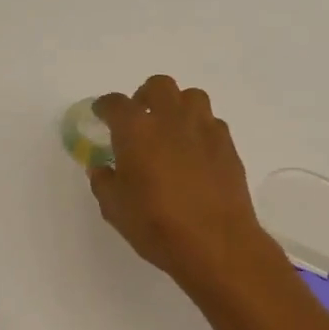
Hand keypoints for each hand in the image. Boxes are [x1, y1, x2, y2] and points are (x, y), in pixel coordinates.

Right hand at [89, 77, 273, 294]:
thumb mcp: (115, 208)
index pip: (115, 104)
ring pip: (191, 97)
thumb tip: (102, 168)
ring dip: (177, 106)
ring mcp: (204, 129)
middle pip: (158, 86)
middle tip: (139, 118)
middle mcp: (171, 119)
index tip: (101, 114)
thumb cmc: (156, 224)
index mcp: (136, 130)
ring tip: (170, 130)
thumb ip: (104, 181)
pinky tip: (194, 152)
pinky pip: (211, 123)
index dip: (105, 107)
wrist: (215, 243)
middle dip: (144, 97)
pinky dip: (199, 130)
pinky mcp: (228, 145)